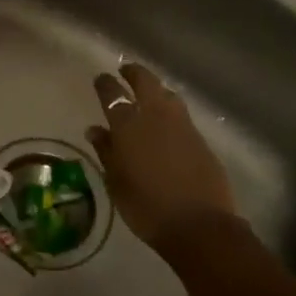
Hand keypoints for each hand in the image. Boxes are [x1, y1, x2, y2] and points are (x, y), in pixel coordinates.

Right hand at [87, 63, 238, 254]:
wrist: (199, 225)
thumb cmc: (147, 207)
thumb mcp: (116, 182)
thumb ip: (106, 151)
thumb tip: (95, 129)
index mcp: (129, 125)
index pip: (113, 94)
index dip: (105, 83)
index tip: (100, 78)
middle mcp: (156, 116)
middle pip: (145, 81)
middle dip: (134, 72)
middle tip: (125, 70)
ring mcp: (182, 125)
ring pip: (167, 94)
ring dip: (155, 88)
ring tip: (148, 92)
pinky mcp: (201, 138)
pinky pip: (181, 114)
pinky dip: (170, 109)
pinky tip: (167, 120)